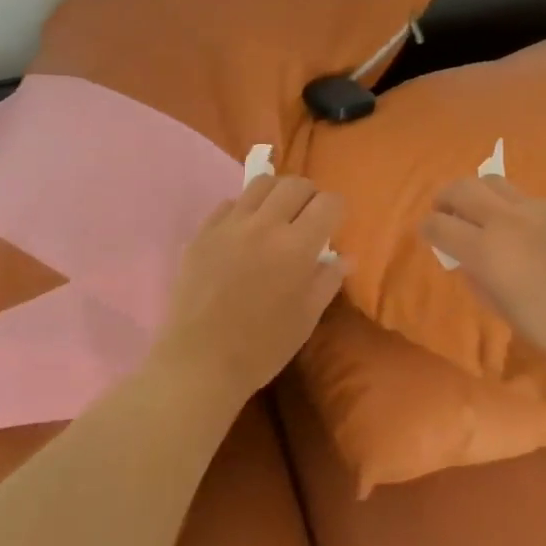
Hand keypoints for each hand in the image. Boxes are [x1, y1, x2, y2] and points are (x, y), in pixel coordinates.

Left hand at [156, 175, 347, 400]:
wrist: (200, 362)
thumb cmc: (262, 347)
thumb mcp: (306, 318)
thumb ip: (327, 280)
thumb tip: (344, 257)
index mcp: (296, 246)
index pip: (328, 203)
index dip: (336, 210)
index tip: (333, 225)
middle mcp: (264, 225)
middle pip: (295, 184)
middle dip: (309, 196)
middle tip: (308, 217)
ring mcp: (229, 226)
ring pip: (260, 184)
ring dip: (277, 194)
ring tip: (276, 217)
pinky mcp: (202, 233)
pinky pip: (229, 204)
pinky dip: (244, 210)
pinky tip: (243, 233)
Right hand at [420, 177, 545, 371]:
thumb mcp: (512, 316)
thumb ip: (483, 285)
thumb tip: (468, 265)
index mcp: (487, 251)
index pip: (440, 226)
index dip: (427, 229)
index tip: (426, 234)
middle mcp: (508, 220)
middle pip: (462, 188)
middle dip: (445, 198)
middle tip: (444, 212)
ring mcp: (540, 210)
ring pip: (495, 183)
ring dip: (478, 193)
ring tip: (481, 213)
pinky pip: (528, 200)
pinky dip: (513, 208)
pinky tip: (527, 232)